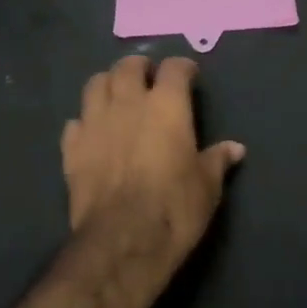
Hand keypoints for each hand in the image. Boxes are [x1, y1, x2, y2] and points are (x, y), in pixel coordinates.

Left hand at [62, 54, 244, 285]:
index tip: (189, 75)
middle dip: (140, 67)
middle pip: (128, 66)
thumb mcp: (207, 186)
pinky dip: (85, 121)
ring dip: (108, 84)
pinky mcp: (72, 148)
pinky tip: (93, 132)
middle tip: (148, 78)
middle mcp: (128, 103)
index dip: (183, 68)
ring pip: (95, 84)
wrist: (122, 240)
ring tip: (117, 95)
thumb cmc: (174, 208)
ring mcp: (95, 123)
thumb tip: (234, 148)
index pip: (175, 69)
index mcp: (167, 106)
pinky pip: (75, 122)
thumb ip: (217, 160)